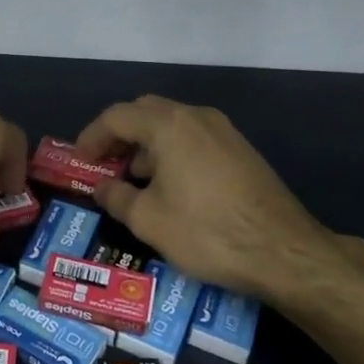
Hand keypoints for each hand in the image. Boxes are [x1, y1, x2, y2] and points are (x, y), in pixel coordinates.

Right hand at [74, 95, 343, 299]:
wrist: (283, 251)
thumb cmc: (206, 232)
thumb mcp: (149, 220)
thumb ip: (117, 197)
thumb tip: (103, 187)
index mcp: (169, 125)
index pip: (117, 116)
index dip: (93, 135)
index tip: (80, 158)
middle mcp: (196, 117)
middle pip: (146, 112)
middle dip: (120, 135)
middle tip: (104, 163)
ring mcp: (223, 131)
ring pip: (172, 124)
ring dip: (147, 144)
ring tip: (134, 179)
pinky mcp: (241, 150)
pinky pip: (194, 138)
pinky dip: (172, 151)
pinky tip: (170, 186)